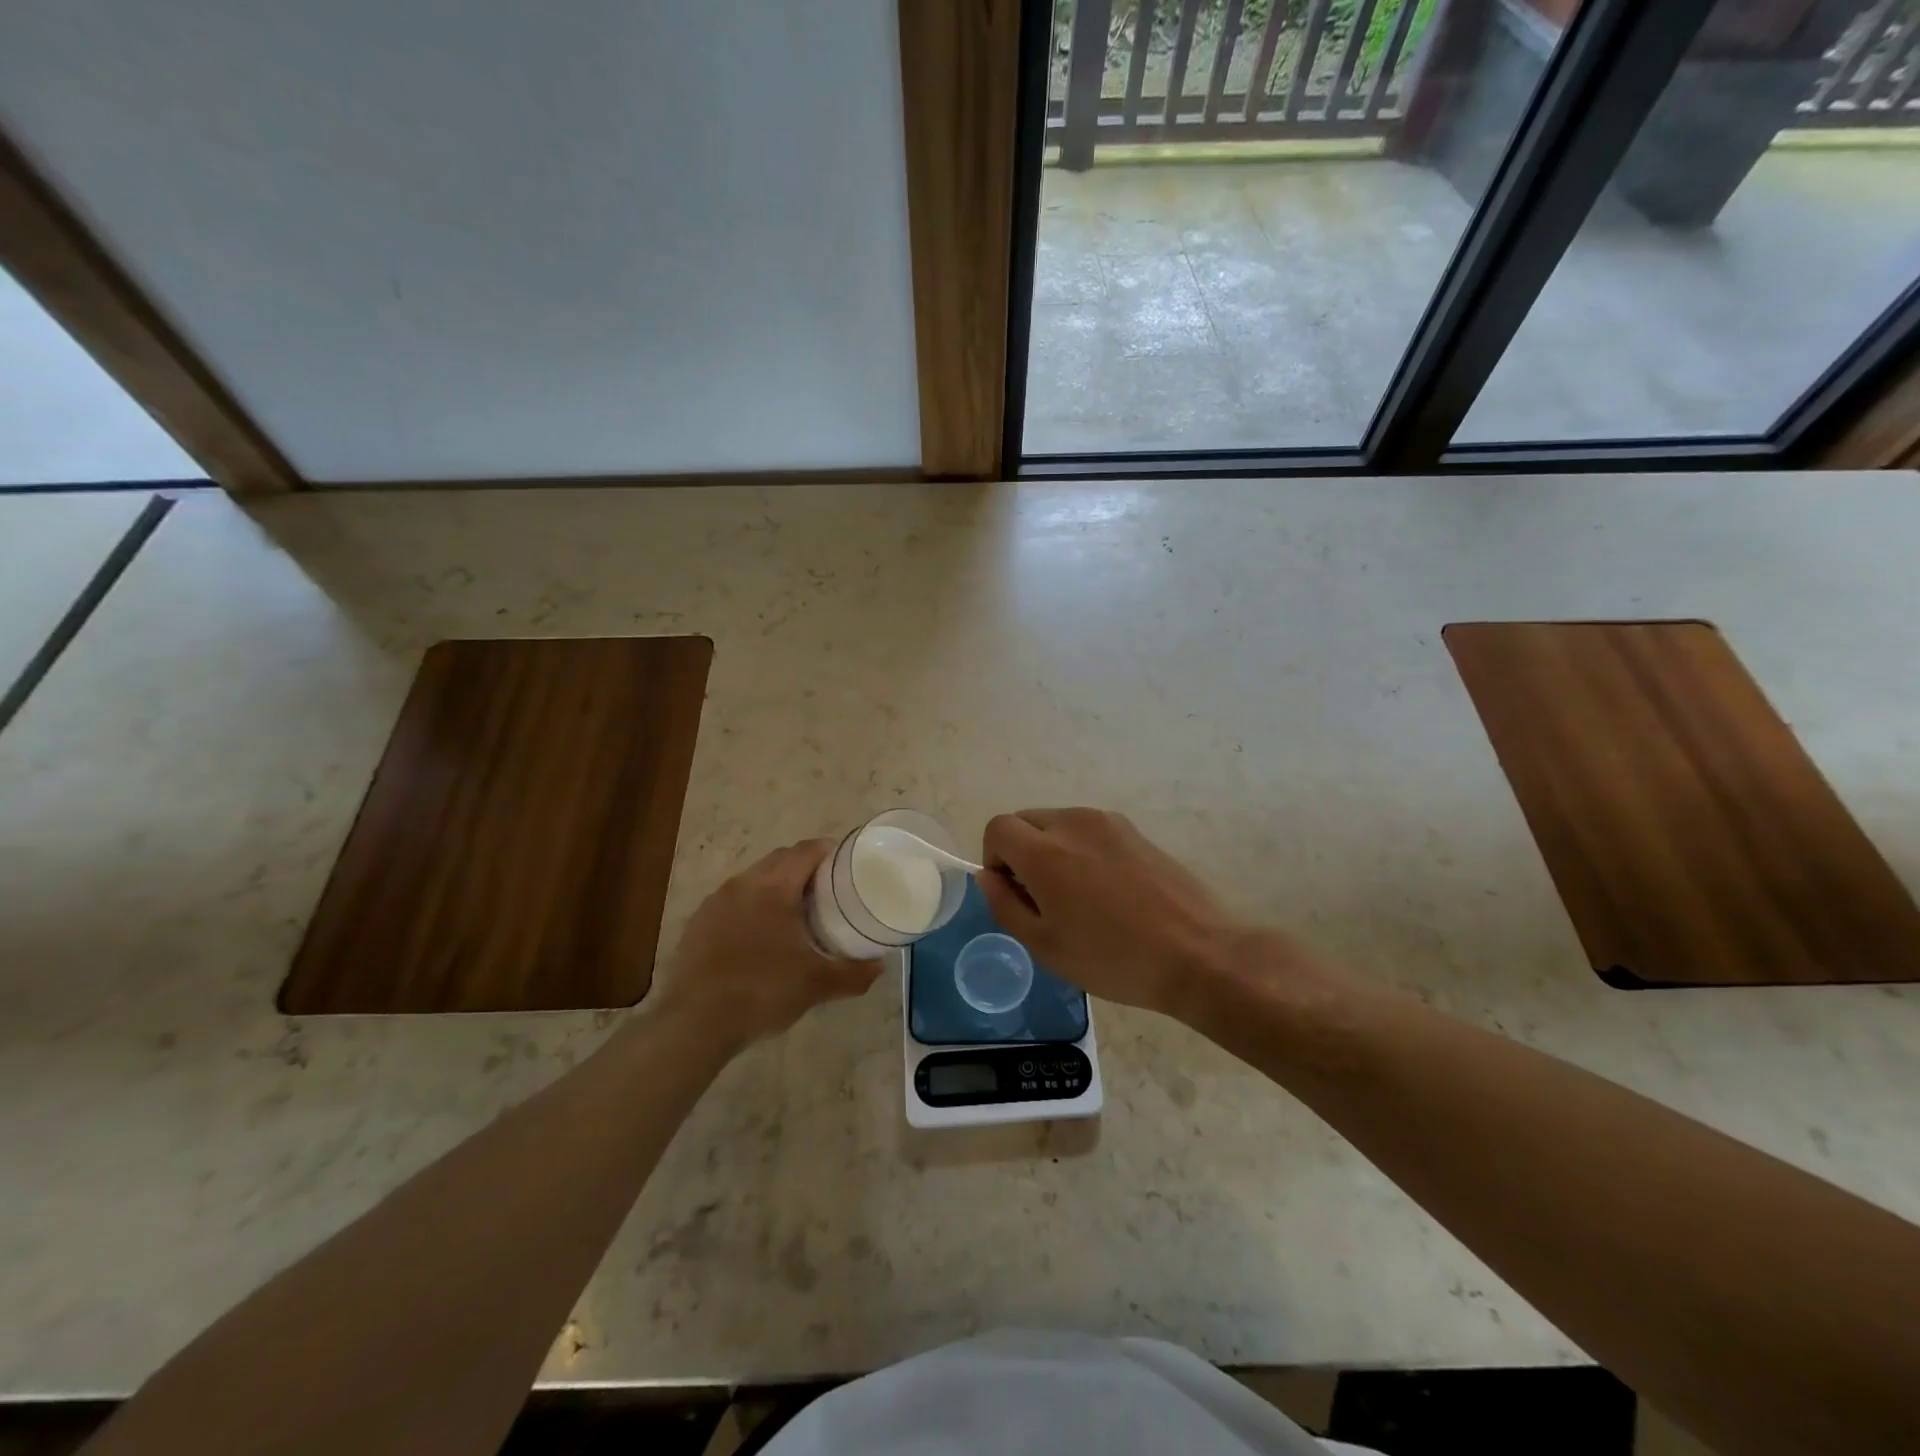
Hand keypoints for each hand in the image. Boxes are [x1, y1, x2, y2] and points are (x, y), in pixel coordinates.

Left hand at [651, 840, 881, 1049]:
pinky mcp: (698, 923)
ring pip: (754, 879)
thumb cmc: (762, 992)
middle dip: (805, 867)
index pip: (806, 851)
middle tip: (828, 889)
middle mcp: (743, 884)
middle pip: (780, 860)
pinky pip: (733, 901)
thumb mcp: (816, 985)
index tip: (848, 863)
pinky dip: (753, 906)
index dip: (830, 851)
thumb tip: (880, 966)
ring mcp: (716, 902)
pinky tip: (761, 935)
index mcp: (774, 887)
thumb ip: (853, 973)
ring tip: (796, 911)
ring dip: (777, 885)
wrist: (694, 1024)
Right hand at [976, 808, 1246, 1018]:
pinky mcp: (1134, 831)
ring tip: (1078, 896)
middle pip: (1026, 820)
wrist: (1197, 954)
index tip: (1014, 892)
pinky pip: (1089, 830)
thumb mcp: (1046, 946)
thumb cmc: (1113, 958)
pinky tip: (1107, 890)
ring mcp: (1108, 823)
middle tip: (1043, 898)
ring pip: (1058, 823)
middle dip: (1021, 852)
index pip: (998, 828)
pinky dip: (1081, 849)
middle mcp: (1074, 824)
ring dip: (1052, 849)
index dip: (995, 858)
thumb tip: (989, 876)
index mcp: (1046, 852)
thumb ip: (1005, 905)